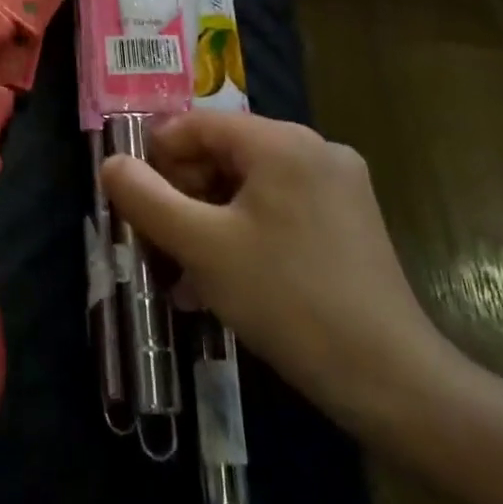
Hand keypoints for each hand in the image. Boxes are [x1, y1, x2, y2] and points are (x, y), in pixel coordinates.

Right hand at [100, 110, 457, 437]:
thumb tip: (111, 164)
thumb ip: (147, 198)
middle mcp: (315, 148)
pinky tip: (227, 280)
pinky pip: (282, 208)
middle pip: (226, 153)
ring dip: (211, 220)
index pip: (199, 124)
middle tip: (160, 242)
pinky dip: (247, 232)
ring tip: (185, 272)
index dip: (158, 156)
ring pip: (252, 186)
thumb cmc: (286, 300)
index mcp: (281, 141)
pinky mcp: (352, 220)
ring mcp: (340, 184)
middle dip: (185, 194)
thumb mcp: (201, 246)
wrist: (391, 379)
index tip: (136, 200)